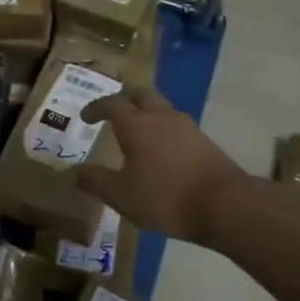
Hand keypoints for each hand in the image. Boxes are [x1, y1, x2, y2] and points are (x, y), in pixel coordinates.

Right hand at [75, 87, 246, 244]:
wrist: (226, 205)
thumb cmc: (166, 197)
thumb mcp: (121, 195)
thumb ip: (95, 181)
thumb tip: (74, 172)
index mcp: (136, 124)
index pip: (112, 104)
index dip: (96, 108)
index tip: (85, 117)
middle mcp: (161, 117)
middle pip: (141, 95)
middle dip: (124, 100)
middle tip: (113, 114)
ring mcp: (187, 127)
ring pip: (161, 109)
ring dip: (146, 115)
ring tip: (137, 135)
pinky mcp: (205, 142)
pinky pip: (177, 127)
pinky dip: (163, 132)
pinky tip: (161, 153)